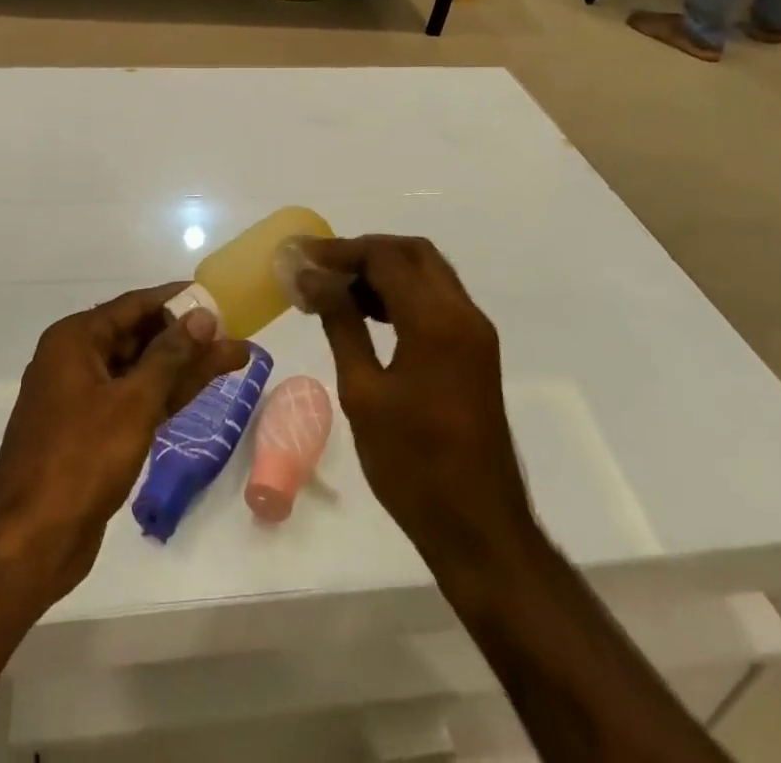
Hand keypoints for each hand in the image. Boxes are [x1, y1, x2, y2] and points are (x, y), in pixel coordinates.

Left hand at [0, 285, 248, 602]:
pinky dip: (167, 393)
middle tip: (233, 332)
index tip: (217, 297)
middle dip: (186, 335)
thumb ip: (171, 356)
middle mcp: (75, 359)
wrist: (29, 542)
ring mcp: (82, 397)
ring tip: (234, 356)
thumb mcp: (133, 403)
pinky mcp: (91, 432)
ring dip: (184, 365)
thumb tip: (203, 317)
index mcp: (75, 340)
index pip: (134, 305)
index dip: (177, 300)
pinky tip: (202, 386)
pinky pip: (134, 398)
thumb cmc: (80, 460)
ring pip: (141, 370)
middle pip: (139, 335)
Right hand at [299, 236, 532, 573]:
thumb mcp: (363, 391)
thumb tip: (312, 278)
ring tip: (336, 291)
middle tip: (322, 268)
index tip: (301, 258)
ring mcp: (475, 333)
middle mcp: (463, 314)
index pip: (385, 257)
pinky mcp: (475, 352)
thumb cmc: (413, 465)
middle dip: (365, 252)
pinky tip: (367, 315)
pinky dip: (402, 293)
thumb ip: (340, 323)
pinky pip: (437, 300)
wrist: (479, 529)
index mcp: (436, 321)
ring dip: (384, 271)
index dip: (340, 251)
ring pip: (428, 273)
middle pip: (413, 253)